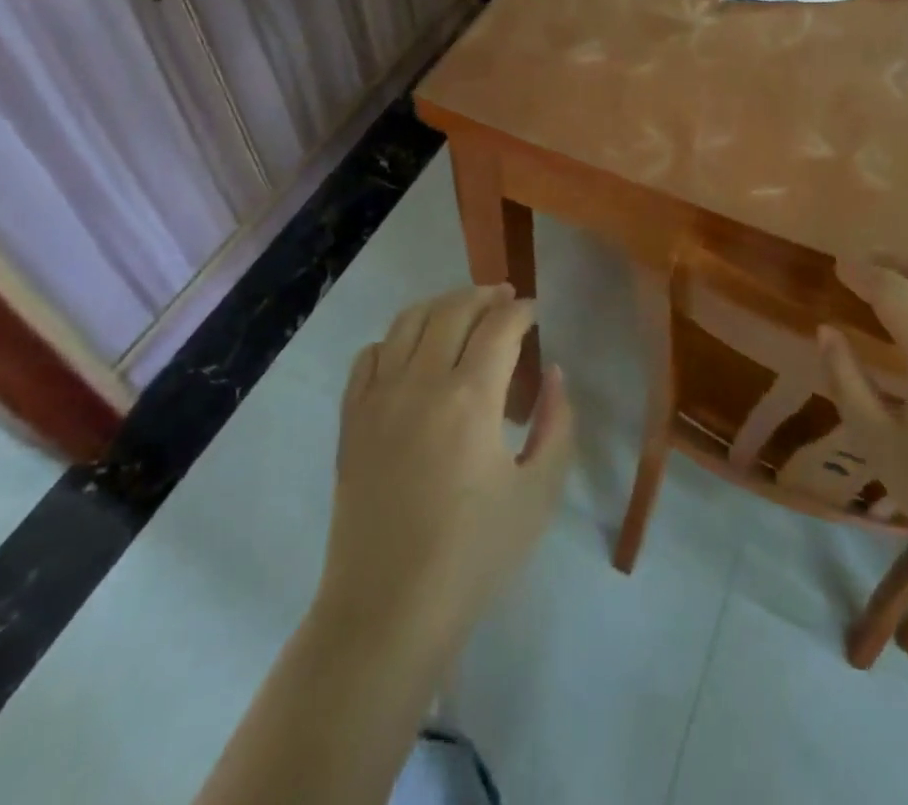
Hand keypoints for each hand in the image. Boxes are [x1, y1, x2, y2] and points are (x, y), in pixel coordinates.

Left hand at [319, 286, 573, 650]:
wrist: (387, 613)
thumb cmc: (474, 556)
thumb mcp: (539, 493)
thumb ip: (557, 424)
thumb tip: (554, 373)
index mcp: (471, 399)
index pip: (500, 326)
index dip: (522, 310)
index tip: (535, 310)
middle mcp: (420, 383)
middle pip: (452, 310)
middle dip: (484, 295)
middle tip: (504, 298)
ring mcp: (378, 399)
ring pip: (407, 322)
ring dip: (440, 305)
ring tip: (462, 311)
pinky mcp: (351, 421)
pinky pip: (368, 357)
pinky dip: (393, 340)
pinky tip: (411, 352)